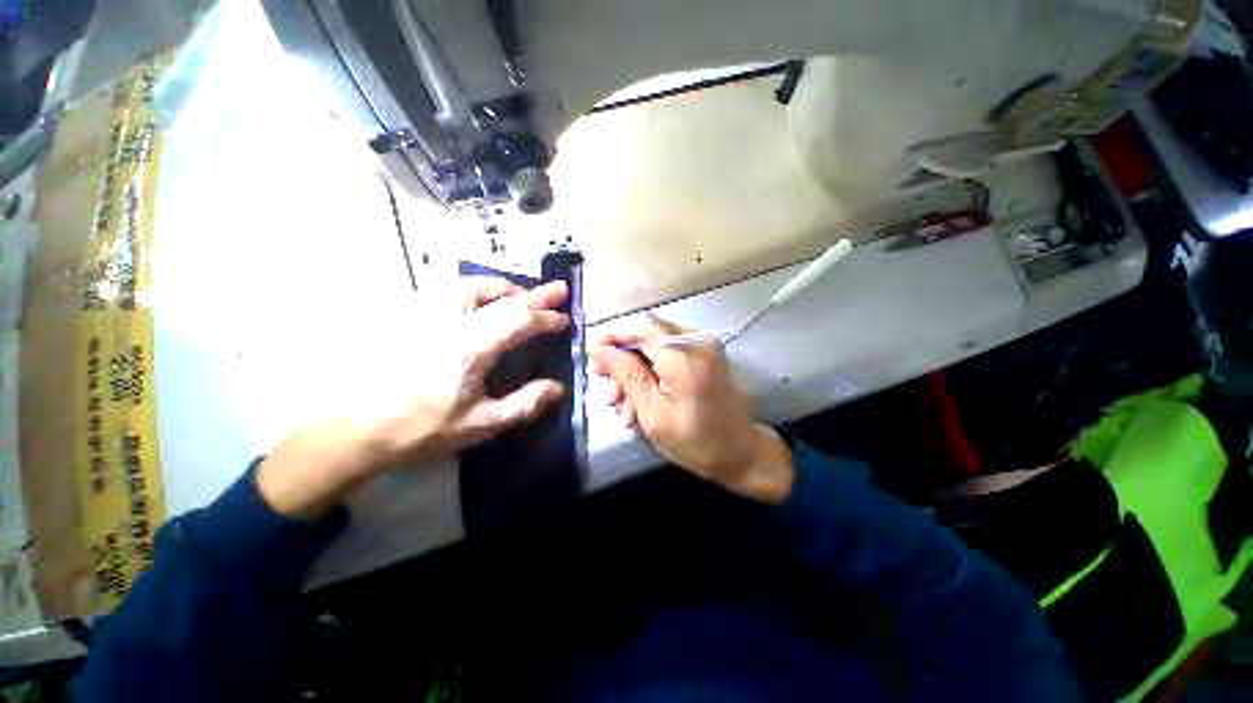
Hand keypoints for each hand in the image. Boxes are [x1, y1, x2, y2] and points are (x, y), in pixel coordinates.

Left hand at [258, 278, 569, 519]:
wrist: (356, 431)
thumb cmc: (422, 430)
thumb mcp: (481, 424)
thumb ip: (524, 403)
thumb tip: (557, 388)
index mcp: (471, 348)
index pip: (518, 321)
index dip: (545, 318)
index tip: (564, 320)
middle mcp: (451, 323)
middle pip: (502, 298)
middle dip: (535, 294)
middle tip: (559, 289)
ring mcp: (426, 316)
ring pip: (472, 286)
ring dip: (504, 288)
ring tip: (520, 294)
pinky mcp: (409, 318)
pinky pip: (449, 291)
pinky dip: (475, 290)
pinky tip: (479, 300)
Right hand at [591, 314, 793, 503]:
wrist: (742, 454)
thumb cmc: (697, 442)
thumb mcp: (653, 414)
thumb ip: (628, 375)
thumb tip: (600, 349)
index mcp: (685, 356)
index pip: (640, 326)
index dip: (612, 337)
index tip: (594, 360)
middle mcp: (696, 341)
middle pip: (645, 333)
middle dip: (621, 359)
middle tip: (607, 389)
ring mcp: (702, 346)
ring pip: (653, 345)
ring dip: (633, 370)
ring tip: (621, 405)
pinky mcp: (703, 355)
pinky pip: (667, 354)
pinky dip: (650, 372)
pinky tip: (639, 401)